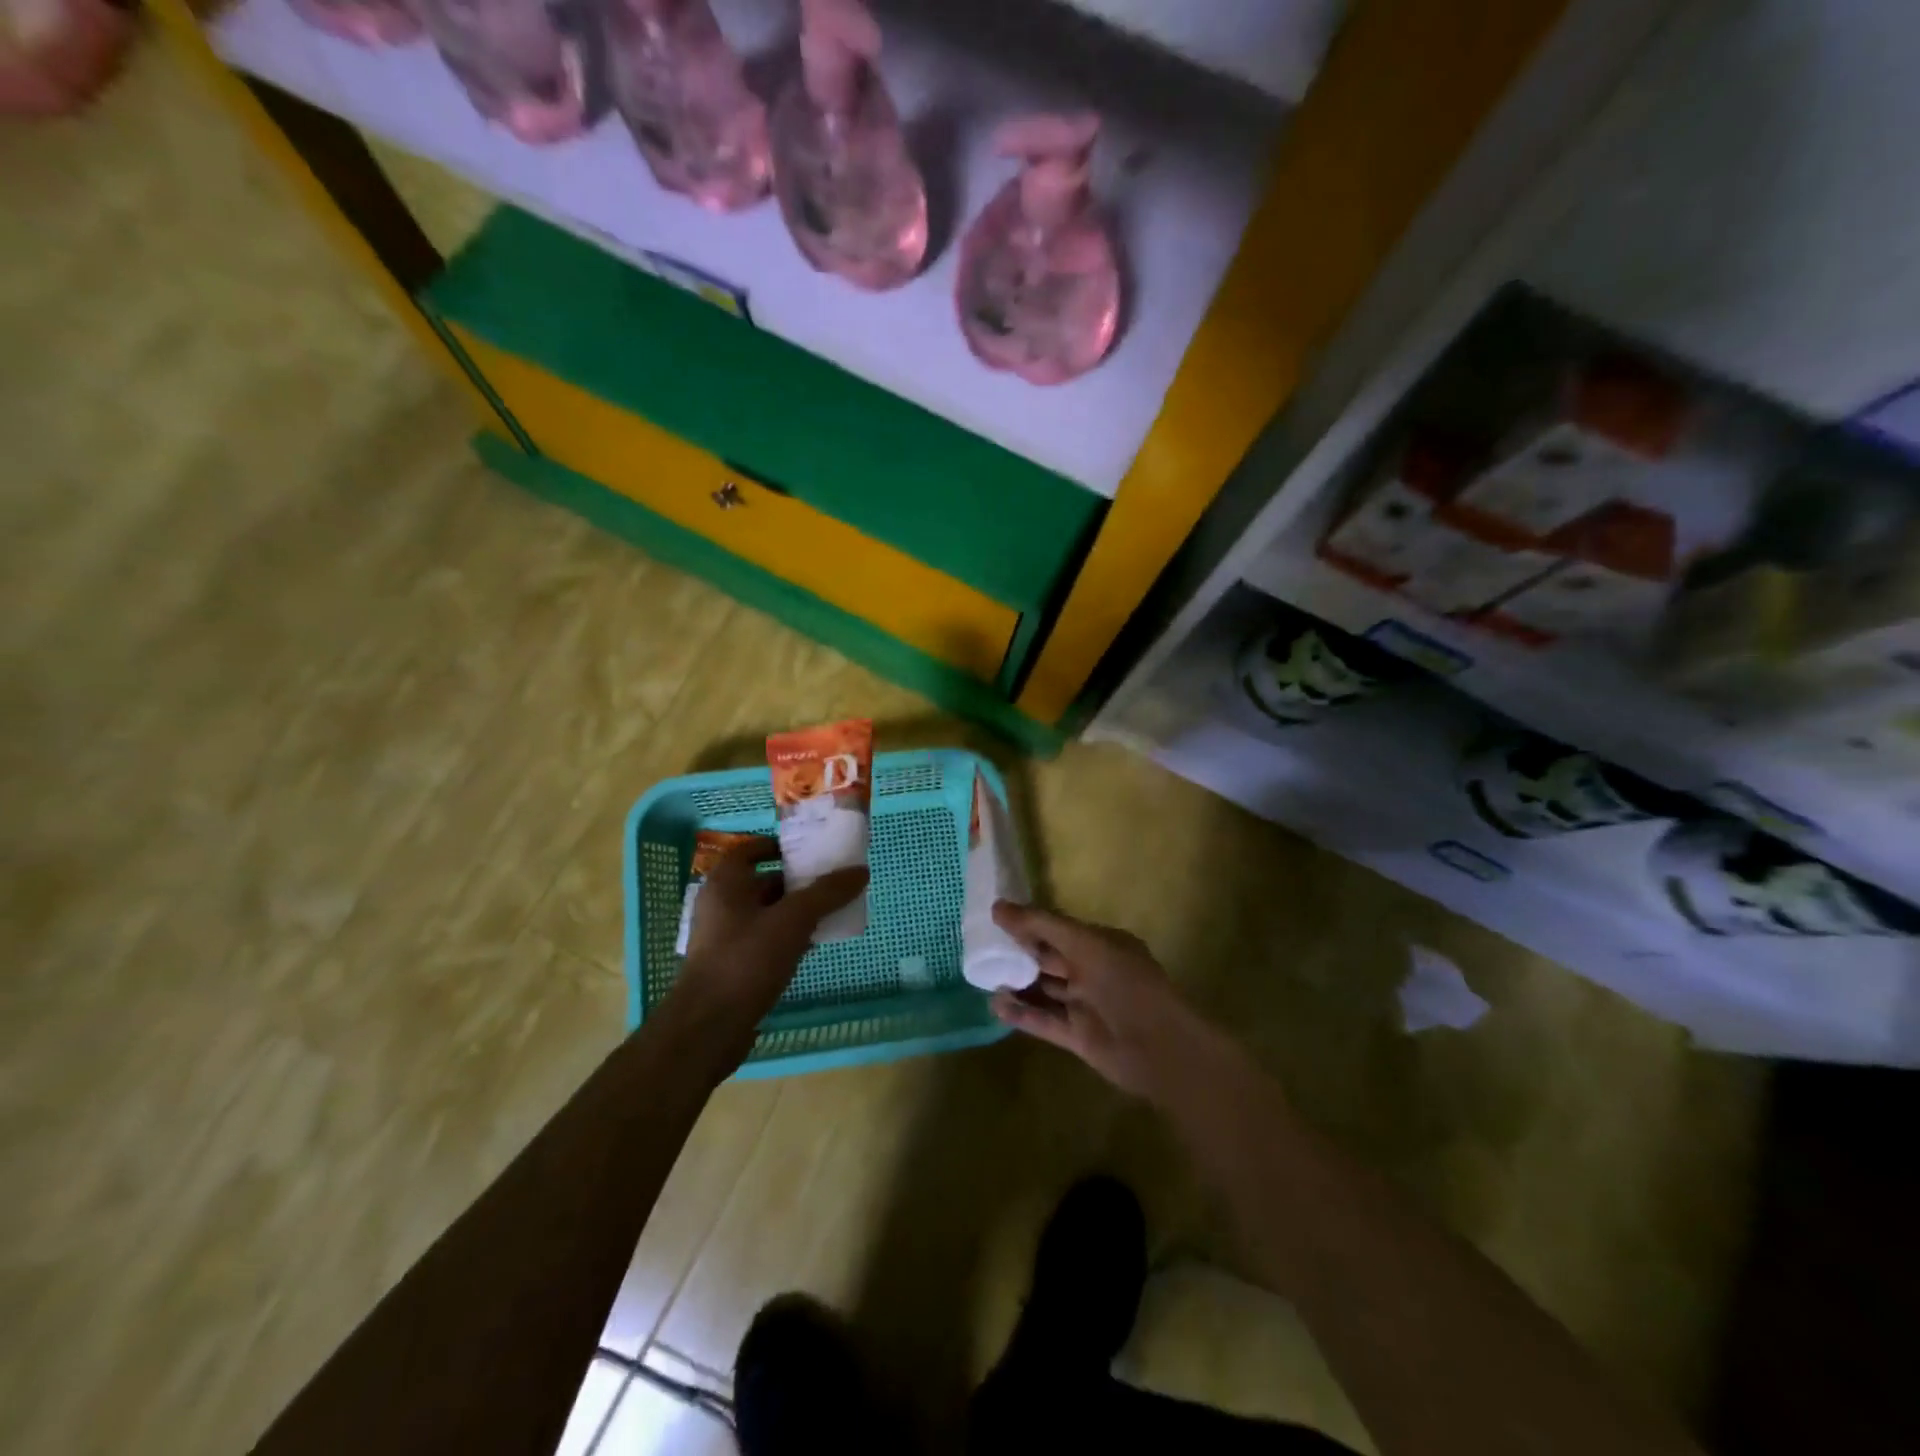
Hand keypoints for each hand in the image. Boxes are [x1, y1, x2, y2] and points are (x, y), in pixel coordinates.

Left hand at [674, 836, 867, 1044]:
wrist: (709, 1028)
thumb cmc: (746, 960)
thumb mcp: (793, 920)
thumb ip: (827, 893)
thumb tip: (860, 871)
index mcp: (726, 883)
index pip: (750, 850)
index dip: (778, 846)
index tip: (809, 851)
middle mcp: (720, 905)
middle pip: (762, 881)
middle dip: (796, 881)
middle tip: (831, 881)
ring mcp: (724, 938)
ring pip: (766, 914)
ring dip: (795, 911)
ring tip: (831, 911)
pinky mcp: (732, 966)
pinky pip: (764, 941)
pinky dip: (787, 938)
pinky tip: (813, 946)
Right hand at [987, 903, 1222, 1099]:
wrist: (1159, 1048)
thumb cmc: (1124, 984)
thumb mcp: (1083, 944)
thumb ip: (1041, 926)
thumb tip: (998, 907)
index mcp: (1102, 944)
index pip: (1059, 929)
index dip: (1029, 924)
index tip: (995, 919)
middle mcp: (1093, 972)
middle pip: (1049, 959)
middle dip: (1019, 953)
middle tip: (982, 948)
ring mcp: (1085, 1005)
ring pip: (1045, 990)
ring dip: (1017, 984)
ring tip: (983, 975)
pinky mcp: (1077, 1036)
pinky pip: (1044, 1020)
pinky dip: (1022, 1014)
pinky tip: (996, 1005)